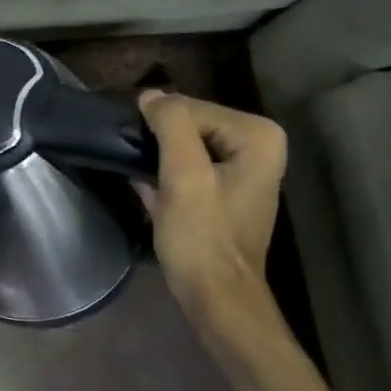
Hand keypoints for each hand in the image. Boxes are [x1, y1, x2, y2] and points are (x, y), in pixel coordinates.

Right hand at [137, 90, 286, 309]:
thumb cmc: (202, 236)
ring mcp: (242, 170)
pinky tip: (145, 188)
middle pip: (190, 123)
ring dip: (157, 157)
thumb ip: (171, 125)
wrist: (215, 296)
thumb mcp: (184, 175)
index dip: (158, 126)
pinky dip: (164, 174)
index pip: (191, 107)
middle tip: (132, 161)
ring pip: (184, 145)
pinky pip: (187, 166)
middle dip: (159, 140)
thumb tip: (150, 94)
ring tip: (137, 174)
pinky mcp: (223, 192)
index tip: (134, 149)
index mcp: (258, 136)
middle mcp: (258, 146)